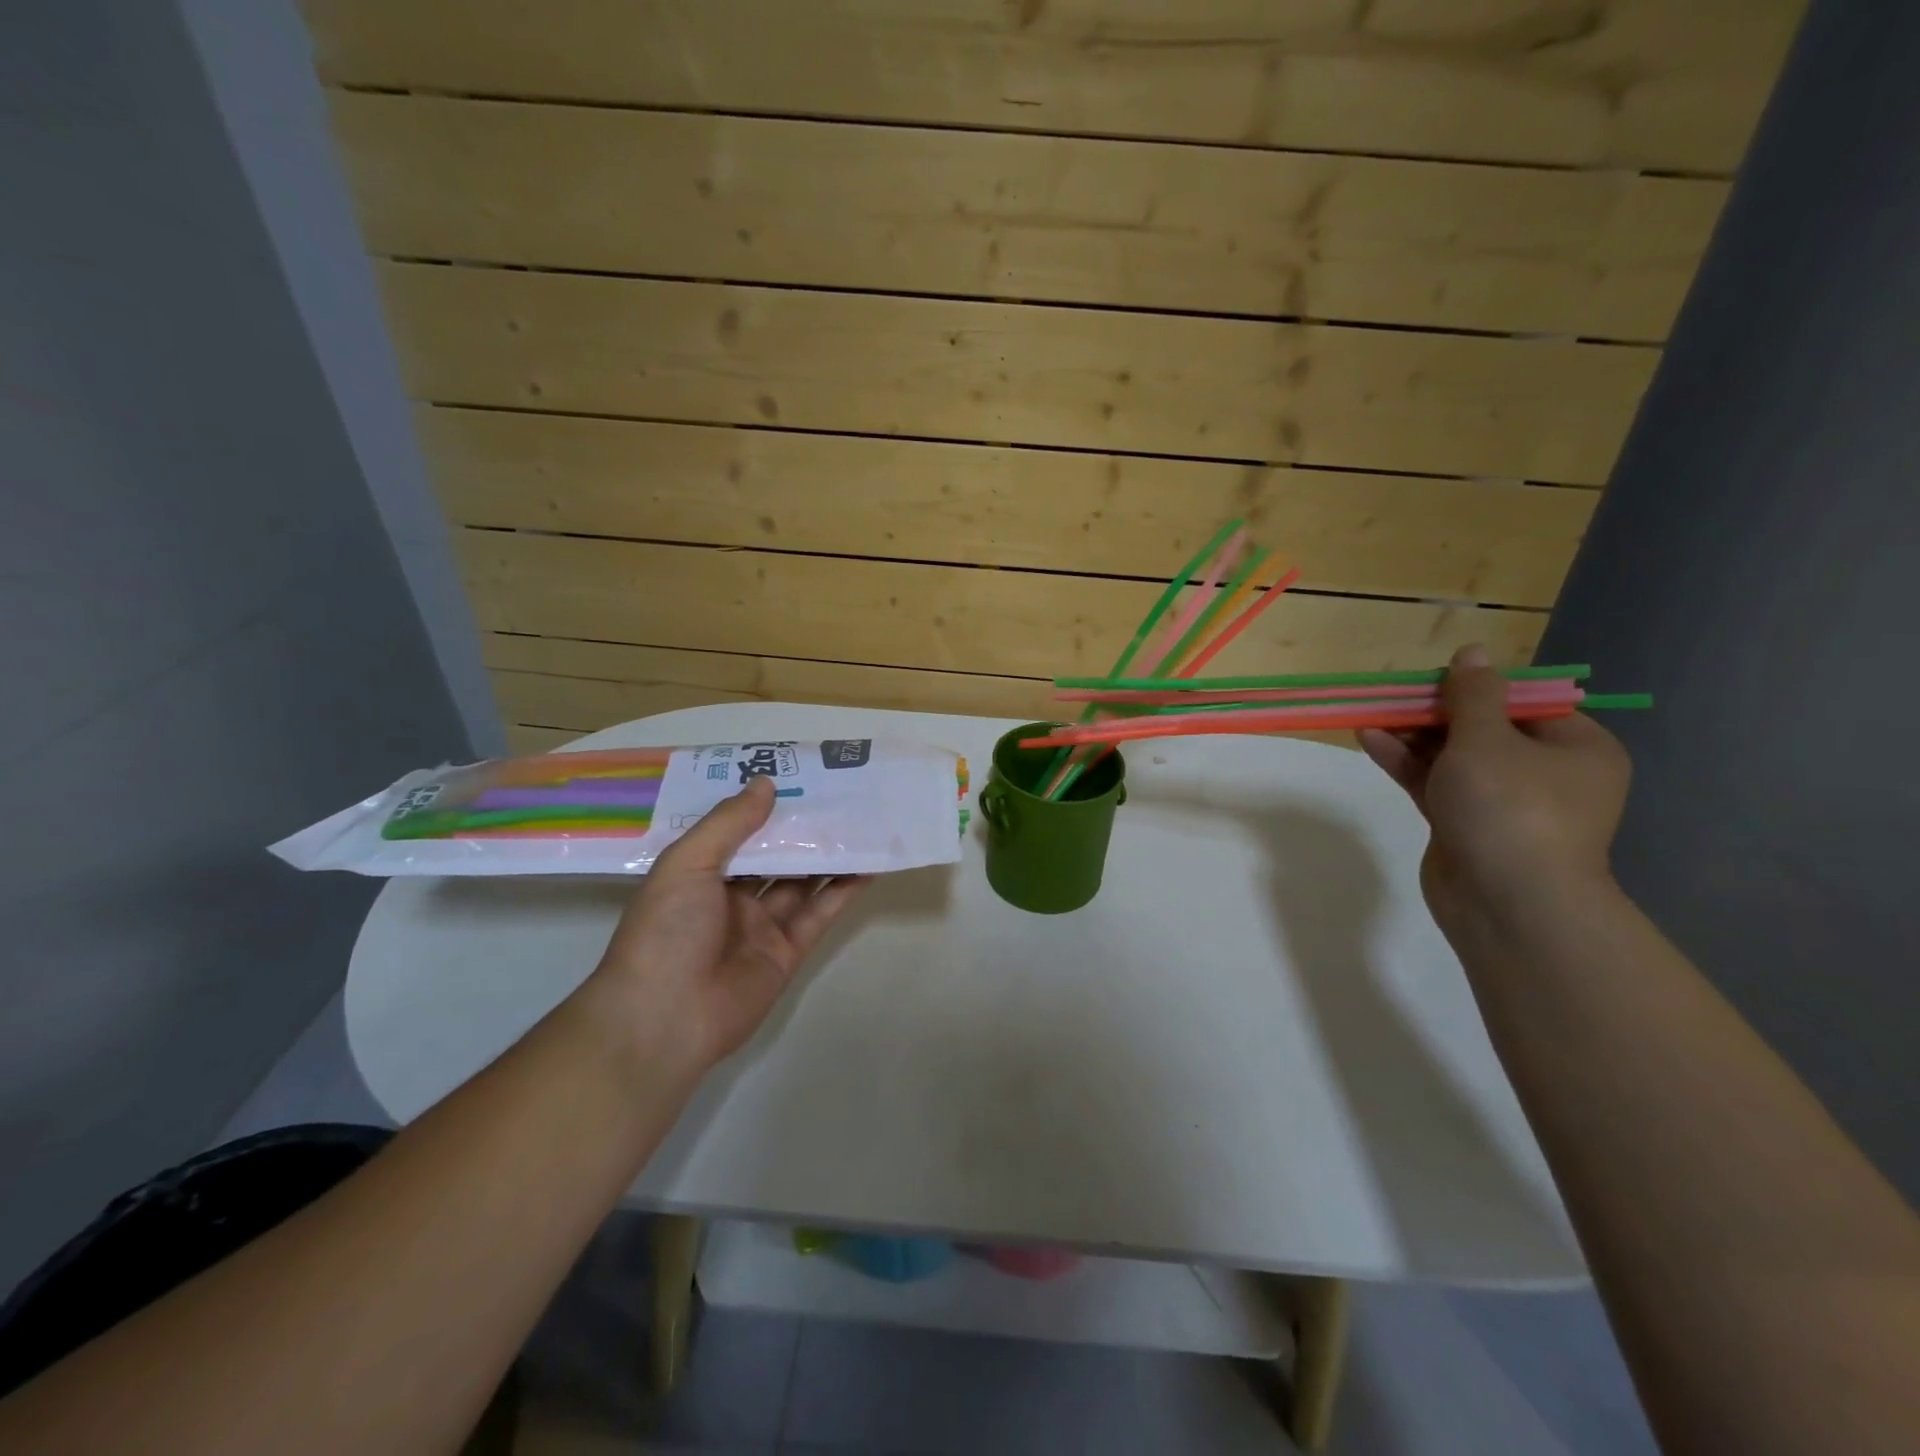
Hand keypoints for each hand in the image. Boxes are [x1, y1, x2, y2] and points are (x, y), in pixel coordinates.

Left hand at [585, 776, 865, 1080]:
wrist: (665, 1019)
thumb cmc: (666, 931)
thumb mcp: (686, 864)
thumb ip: (728, 824)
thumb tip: (765, 783)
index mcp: (698, 875)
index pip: (736, 832)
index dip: (764, 806)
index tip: (795, 776)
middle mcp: (731, 898)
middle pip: (775, 855)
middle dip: (802, 828)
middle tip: (839, 792)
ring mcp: (761, 926)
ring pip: (802, 882)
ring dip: (829, 855)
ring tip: (862, 821)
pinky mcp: (788, 952)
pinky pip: (819, 914)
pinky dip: (843, 891)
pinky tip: (867, 864)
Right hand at [1359, 644, 1630, 932]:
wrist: (1508, 903)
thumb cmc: (1511, 808)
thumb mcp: (1488, 739)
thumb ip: (1473, 694)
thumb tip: (1472, 651)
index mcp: (1575, 748)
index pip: (1523, 703)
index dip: (1474, 686)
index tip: (1430, 678)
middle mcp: (1545, 773)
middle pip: (1482, 728)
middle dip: (1433, 712)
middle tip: (1391, 696)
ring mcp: (1503, 803)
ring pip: (1452, 757)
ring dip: (1412, 736)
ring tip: (1369, 714)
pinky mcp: (1465, 825)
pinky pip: (1435, 783)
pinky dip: (1406, 763)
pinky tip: (1370, 740)